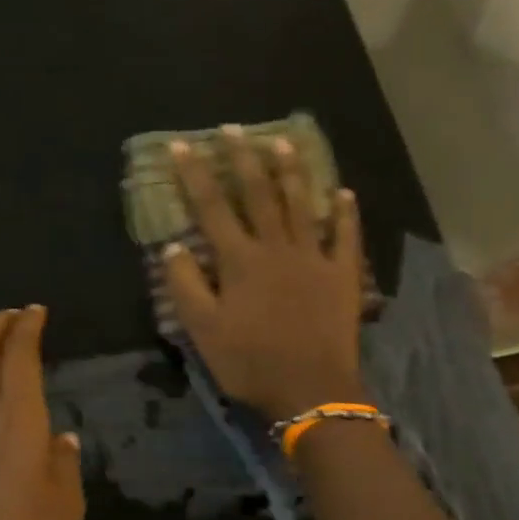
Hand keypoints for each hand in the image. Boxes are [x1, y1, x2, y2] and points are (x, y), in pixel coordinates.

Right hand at [165, 126, 368, 421]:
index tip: (181, 145)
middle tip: (233, 129)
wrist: (311, 390)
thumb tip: (173, 246)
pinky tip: (343, 193)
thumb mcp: (203, 330)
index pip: (212, 207)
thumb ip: (186, 285)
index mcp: (240, 260)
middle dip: (242, 159)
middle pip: (258, 194)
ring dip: (291, 172)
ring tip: (282, 142)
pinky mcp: (343, 275)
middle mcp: (277, 248)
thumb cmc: (249, 362)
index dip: (194, 175)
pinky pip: (346, 237)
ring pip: (301, 205)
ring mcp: (314, 258)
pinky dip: (345, 214)